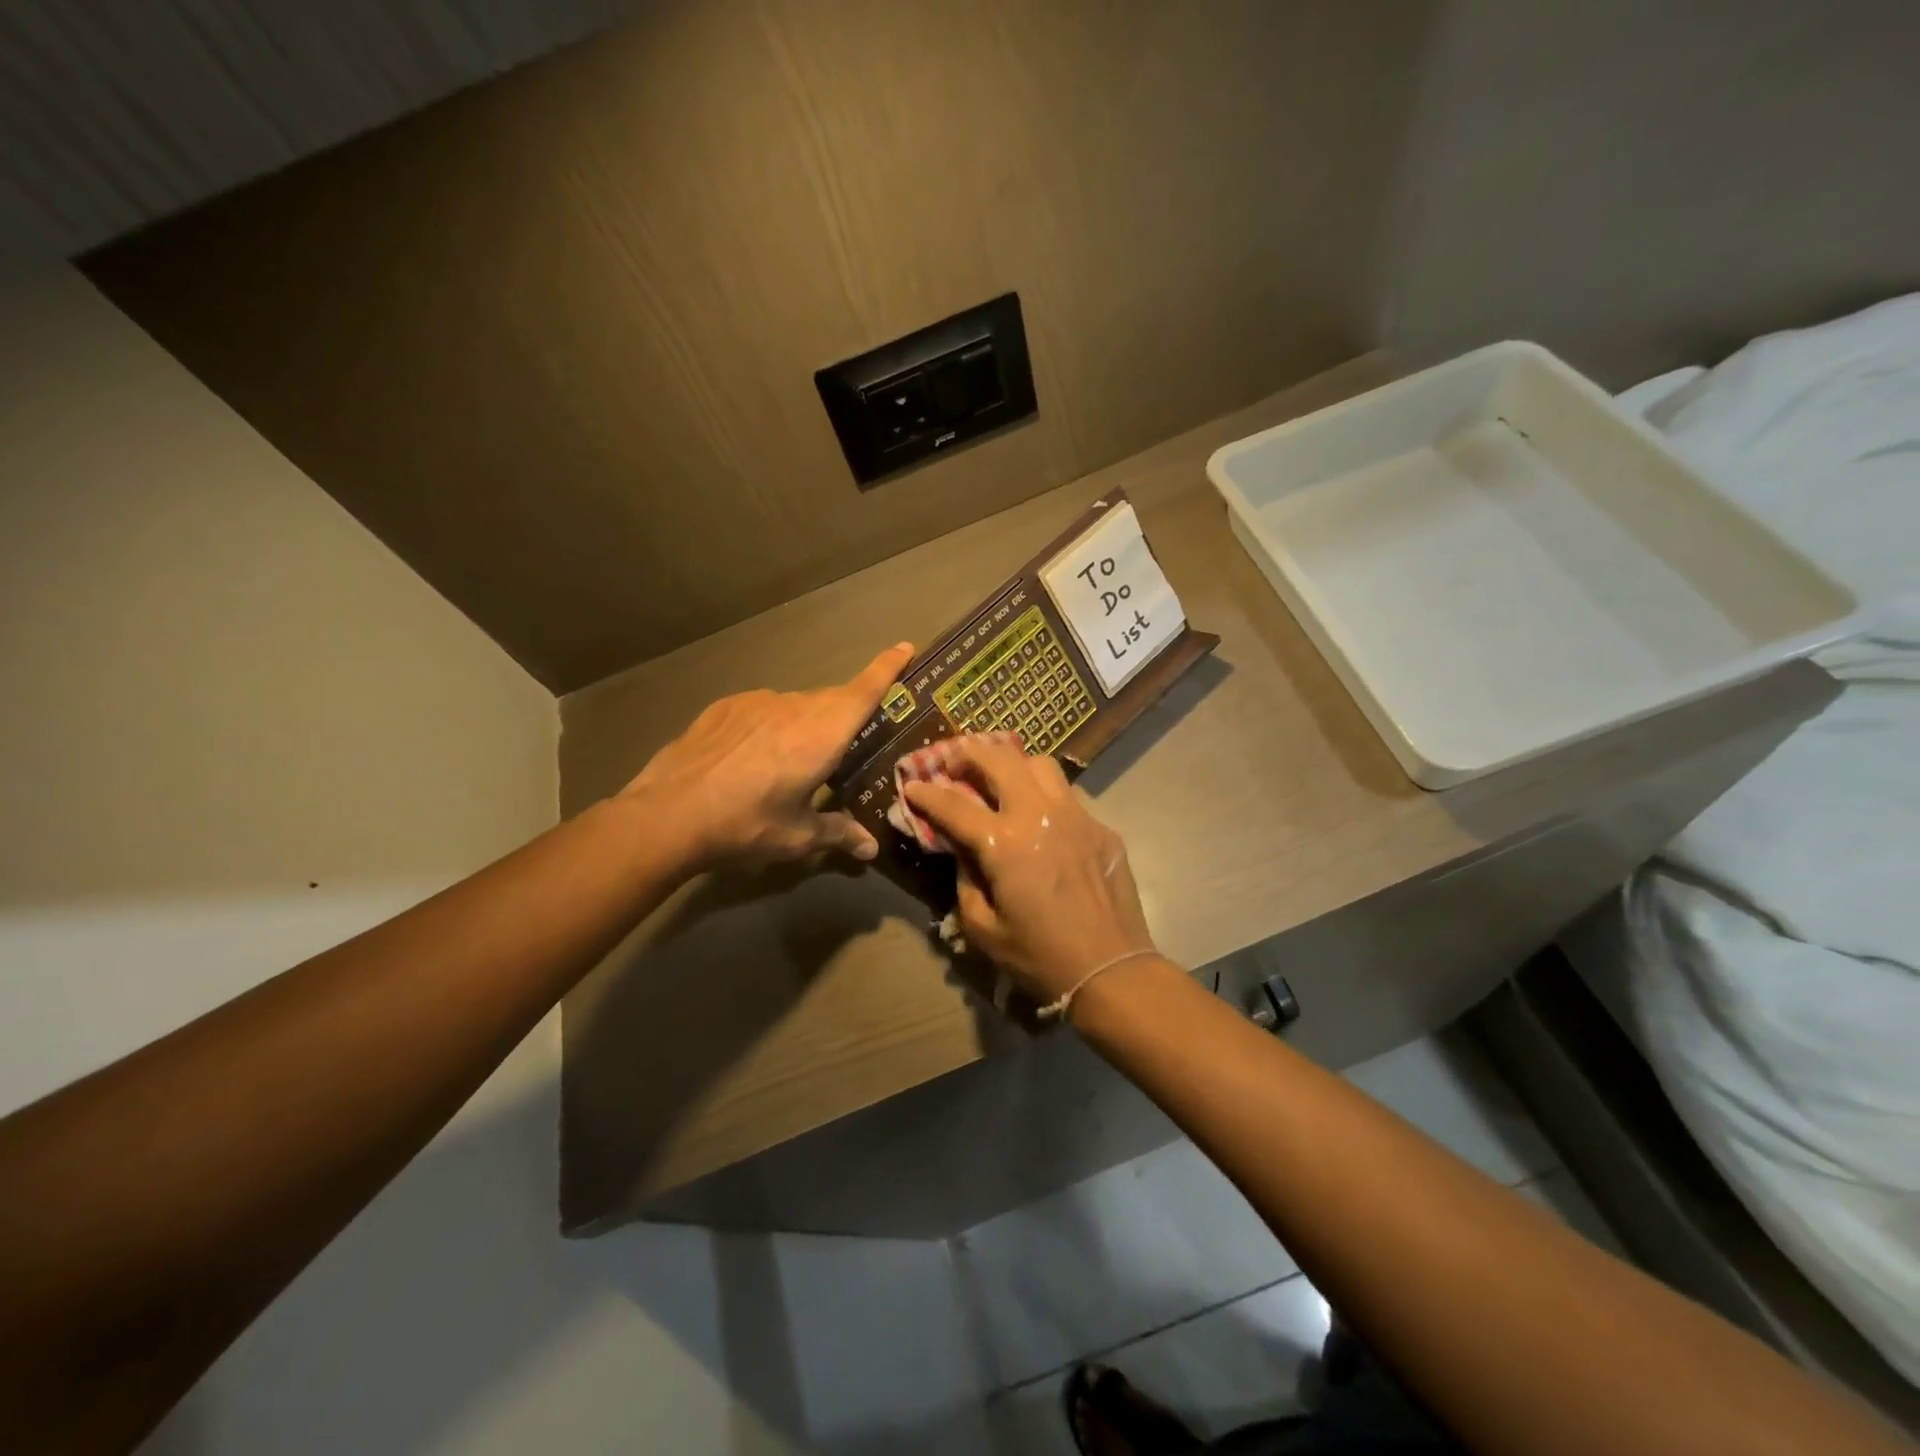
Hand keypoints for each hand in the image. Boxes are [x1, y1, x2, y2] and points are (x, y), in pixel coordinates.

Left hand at [623, 643, 914, 871]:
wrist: (667, 815)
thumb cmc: (745, 825)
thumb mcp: (797, 836)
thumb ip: (838, 834)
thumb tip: (870, 848)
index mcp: (822, 735)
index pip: (864, 691)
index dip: (888, 668)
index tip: (905, 647)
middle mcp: (793, 707)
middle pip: (832, 701)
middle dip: (844, 718)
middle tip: (843, 748)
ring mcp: (755, 702)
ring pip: (795, 706)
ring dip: (804, 725)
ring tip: (789, 763)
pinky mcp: (724, 707)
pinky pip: (762, 710)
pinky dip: (769, 726)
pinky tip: (749, 757)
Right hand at [902, 737, 1156, 1003]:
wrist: (1112, 970)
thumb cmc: (1040, 957)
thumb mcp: (983, 929)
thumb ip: (965, 881)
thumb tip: (964, 852)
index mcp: (1005, 843)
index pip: (954, 805)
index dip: (927, 793)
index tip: (911, 784)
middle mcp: (1039, 815)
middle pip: (1000, 759)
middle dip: (969, 753)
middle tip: (954, 762)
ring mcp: (1076, 816)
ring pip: (1040, 764)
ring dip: (1013, 765)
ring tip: (1000, 780)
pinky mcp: (1101, 827)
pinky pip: (1068, 795)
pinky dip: (1044, 795)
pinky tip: (1040, 818)